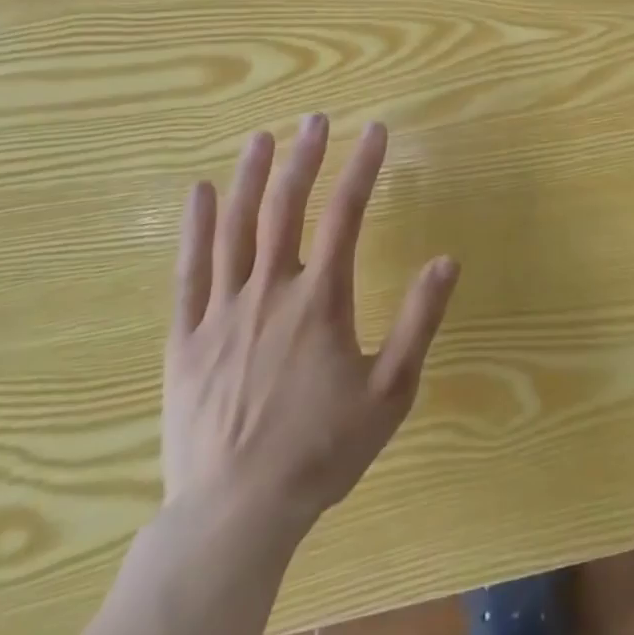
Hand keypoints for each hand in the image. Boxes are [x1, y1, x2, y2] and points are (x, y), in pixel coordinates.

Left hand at [163, 115, 458, 548]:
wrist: (234, 515)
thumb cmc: (320, 450)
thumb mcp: (389, 391)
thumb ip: (418, 321)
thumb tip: (447, 260)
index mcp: (320, 299)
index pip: (347, 214)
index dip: (364, 166)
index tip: (377, 130)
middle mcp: (270, 291)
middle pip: (286, 208)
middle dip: (305, 158)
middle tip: (316, 119)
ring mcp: (222, 312)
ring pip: (235, 229)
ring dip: (250, 178)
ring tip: (262, 138)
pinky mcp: (186, 339)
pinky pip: (189, 271)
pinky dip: (193, 228)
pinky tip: (198, 193)